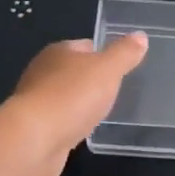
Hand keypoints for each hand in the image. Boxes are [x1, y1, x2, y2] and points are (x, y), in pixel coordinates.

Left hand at [5, 33, 148, 175]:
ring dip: (81, 103)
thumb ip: (124, 54)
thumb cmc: (72, 96)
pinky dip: (72, 124)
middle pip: (73, 71)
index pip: (85, 46)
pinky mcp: (36, 128)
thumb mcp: (107, 70)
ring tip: (103, 112)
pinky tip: (83, 131)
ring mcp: (37, 102)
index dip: (104, 53)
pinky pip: (60, 121)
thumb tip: (140, 35)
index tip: (122, 66)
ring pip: (66, 97)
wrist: (34, 140)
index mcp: (59, 52)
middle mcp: (43, 72)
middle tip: (117, 90)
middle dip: (92, 80)